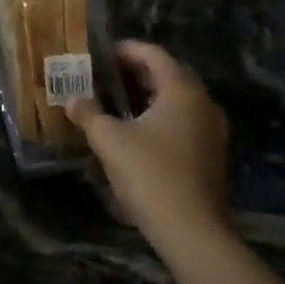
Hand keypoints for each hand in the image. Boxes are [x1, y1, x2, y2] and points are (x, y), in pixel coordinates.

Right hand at [65, 41, 233, 261]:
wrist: (193, 233)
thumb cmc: (150, 174)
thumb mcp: (109, 140)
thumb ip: (89, 114)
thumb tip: (73, 100)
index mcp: (182, 91)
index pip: (154, 55)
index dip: (127, 50)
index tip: (102, 54)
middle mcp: (203, 104)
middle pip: (168, 76)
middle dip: (135, 74)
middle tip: (105, 77)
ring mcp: (212, 132)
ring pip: (176, 102)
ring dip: (147, 98)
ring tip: (115, 104)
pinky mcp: (211, 156)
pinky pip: (183, 123)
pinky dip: (159, 119)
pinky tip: (135, 133)